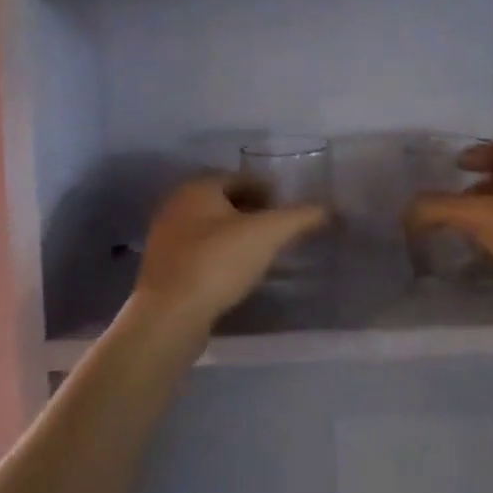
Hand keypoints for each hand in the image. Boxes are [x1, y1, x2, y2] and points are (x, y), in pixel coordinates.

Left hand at [134, 174, 328, 330]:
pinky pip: (199, 252)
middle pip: (223, 200)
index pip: (240, 177)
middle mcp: (177, 205)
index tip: (288, 208)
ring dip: (235, 234)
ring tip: (261, 252)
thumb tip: (329, 209)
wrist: (170, 316)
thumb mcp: (268, 234)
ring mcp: (165, 237)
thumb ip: (300, 217)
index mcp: (198, 187)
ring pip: (209, 227)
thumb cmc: (218, 262)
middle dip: (252, 211)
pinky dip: (219, 255)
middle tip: (277, 228)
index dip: (268, 189)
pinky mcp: (163, 268)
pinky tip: (236, 273)